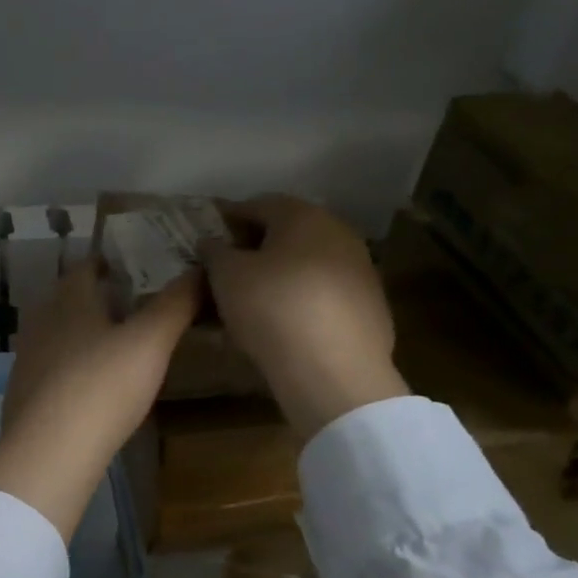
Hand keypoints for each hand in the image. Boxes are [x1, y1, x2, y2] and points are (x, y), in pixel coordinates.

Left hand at [0, 260, 199, 542]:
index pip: (86, 266)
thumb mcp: (150, 342)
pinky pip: (52, 366)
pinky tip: (92, 384)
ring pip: (59, 333)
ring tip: (118, 344)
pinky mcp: (25, 392)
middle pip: (69, 299)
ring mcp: (28, 358)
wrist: (49, 451)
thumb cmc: (102, 385)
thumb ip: (176, 304)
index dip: (110, 262)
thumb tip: (201, 268)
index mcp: (69, 299)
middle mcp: (42, 320)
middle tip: (135, 306)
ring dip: (84, 333)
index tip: (137, 267)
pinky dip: (73, 366)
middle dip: (98, 298)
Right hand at [202, 196, 408, 439]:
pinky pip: (324, 293)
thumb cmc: (272, 308)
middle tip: (227, 270)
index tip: (207, 239)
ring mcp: (360, 269)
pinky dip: (301, 299)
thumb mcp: (226, 276)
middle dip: (256, 247)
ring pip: (308, 263)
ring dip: (280, 274)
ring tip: (252, 300)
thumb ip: (215, 251)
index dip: (228, 219)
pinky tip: (284, 324)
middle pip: (287, 232)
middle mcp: (338, 233)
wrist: (335, 372)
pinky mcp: (371, 306)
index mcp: (303, 216)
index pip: (257, 205)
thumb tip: (213, 242)